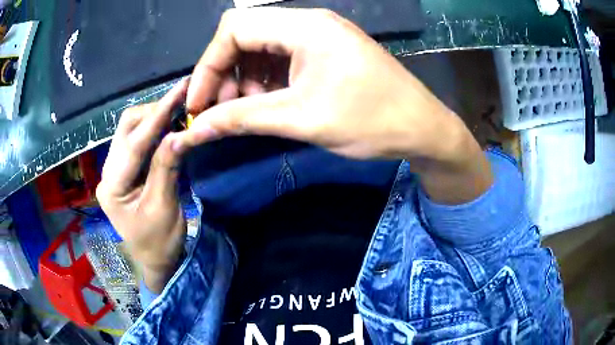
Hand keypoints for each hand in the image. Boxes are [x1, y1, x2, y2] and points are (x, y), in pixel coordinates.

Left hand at [96, 80, 188, 292]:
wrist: (154, 260)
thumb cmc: (159, 243)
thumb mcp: (164, 208)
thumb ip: (167, 168)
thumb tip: (180, 133)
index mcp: (111, 187)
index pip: (134, 143)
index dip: (158, 115)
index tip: (179, 91)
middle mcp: (107, 172)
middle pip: (126, 128)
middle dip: (153, 111)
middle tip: (182, 103)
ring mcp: (114, 170)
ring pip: (130, 130)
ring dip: (154, 118)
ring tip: (178, 112)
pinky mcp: (123, 170)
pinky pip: (136, 140)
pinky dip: (153, 130)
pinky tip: (168, 126)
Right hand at [176, 8, 491, 202]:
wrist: (422, 129)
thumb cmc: (371, 121)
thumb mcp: (301, 119)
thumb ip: (242, 119)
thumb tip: (196, 130)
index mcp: (305, 26)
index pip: (234, 29)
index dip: (208, 65)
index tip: (199, 104)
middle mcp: (309, 23)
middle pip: (244, 36)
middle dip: (225, 73)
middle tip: (223, 111)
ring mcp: (319, 36)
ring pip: (261, 48)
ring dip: (245, 79)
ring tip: (249, 111)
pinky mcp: (326, 52)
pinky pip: (281, 58)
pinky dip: (265, 81)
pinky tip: (270, 103)